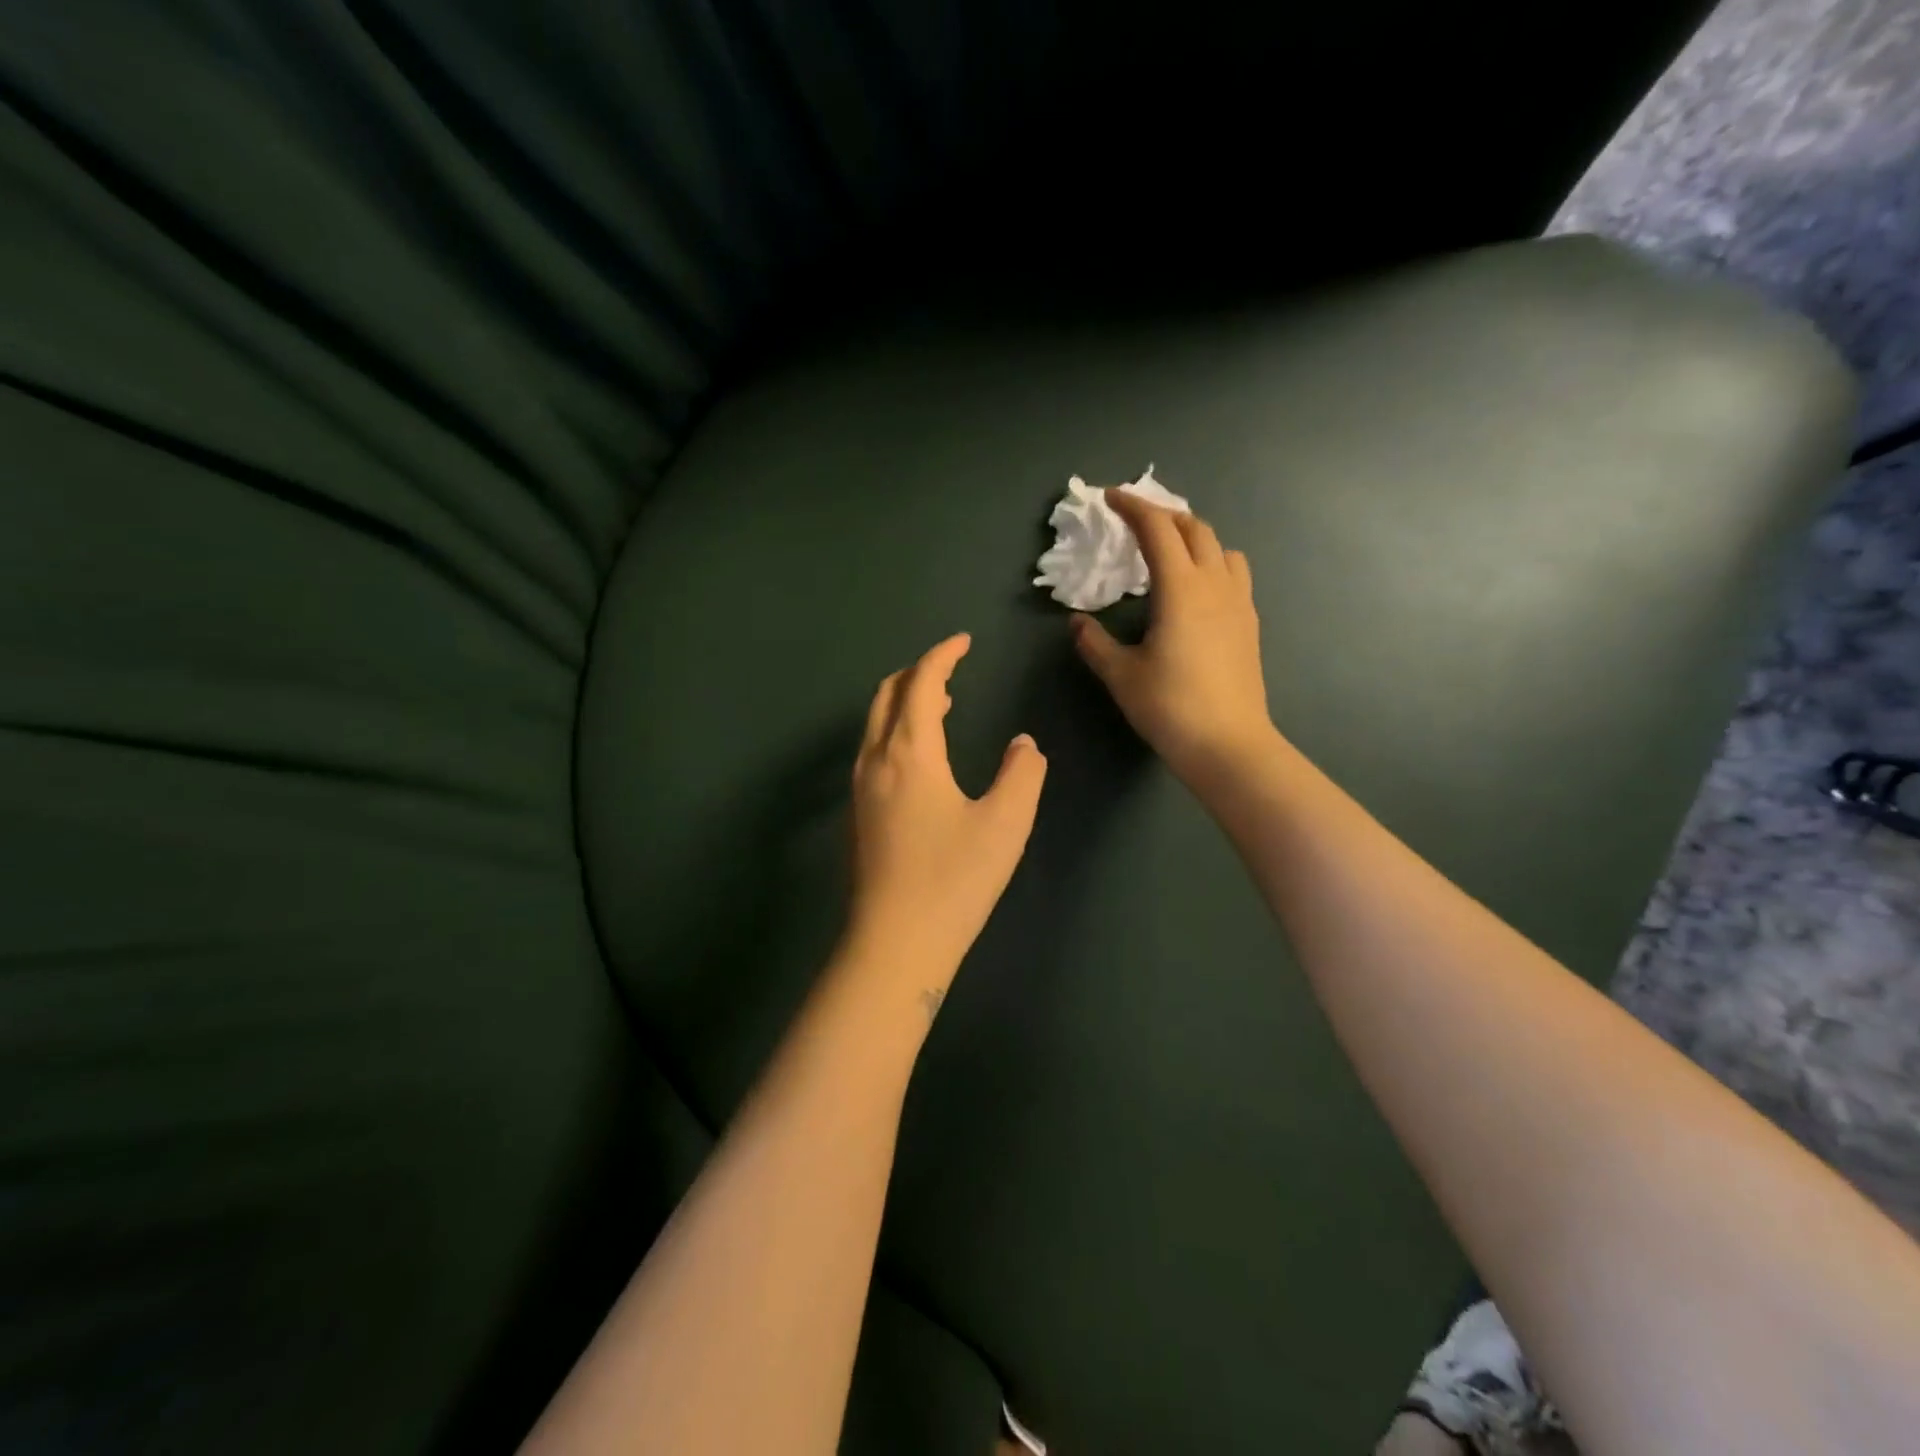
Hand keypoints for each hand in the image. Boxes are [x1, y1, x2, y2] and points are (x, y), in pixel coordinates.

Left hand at [844, 633, 1047, 1001]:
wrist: (894, 944)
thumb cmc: (953, 880)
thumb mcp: (1005, 824)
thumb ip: (1022, 774)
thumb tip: (1024, 746)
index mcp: (909, 752)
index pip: (921, 684)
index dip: (942, 655)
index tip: (964, 641)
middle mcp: (875, 760)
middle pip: (887, 694)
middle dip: (917, 672)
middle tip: (952, 669)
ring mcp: (860, 788)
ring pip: (875, 723)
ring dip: (904, 701)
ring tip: (941, 704)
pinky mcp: (857, 814)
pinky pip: (873, 749)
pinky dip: (895, 730)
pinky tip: (921, 756)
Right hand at [1072, 489, 1276, 785]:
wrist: (1228, 745)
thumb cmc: (1169, 707)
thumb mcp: (1121, 675)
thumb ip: (1094, 643)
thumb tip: (1076, 623)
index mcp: (1181, 589)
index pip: (1157, 530)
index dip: (1132, 507)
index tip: (1110, 498)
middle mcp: (1215, 585)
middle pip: (1195, 528)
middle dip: (1164, 515)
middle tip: (1135, 522)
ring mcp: (1239, 603)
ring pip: (1222, 548)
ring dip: (1194, 537)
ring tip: (1170, 553)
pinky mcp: (1249, 624)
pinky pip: (1234, 574)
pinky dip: (1212, 563)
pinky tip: (1195, 591)